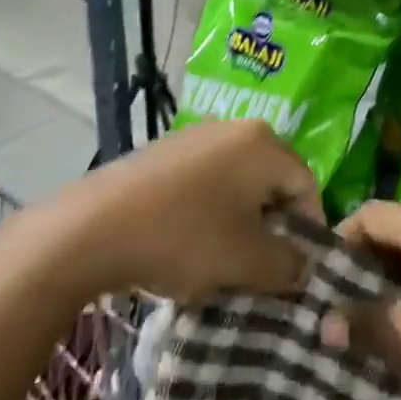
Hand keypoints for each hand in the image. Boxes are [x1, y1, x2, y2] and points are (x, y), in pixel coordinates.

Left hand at [65, 120, 320, 302]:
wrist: (91, 228)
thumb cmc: (183, 237)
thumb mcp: (245, 261)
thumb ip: (287, 265)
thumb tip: (303, 268)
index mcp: (264, 144)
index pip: (306, 185)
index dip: (308, 232)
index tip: (294, 271)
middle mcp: (236, 127)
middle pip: (272, 182)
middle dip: (272, 228)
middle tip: (260, 270)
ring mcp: (198, 135)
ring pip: (238, 184)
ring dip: (240, 222)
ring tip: (222, 262)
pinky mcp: (167, 151)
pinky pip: (207, 181)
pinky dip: (209, 212)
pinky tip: (188, 243)